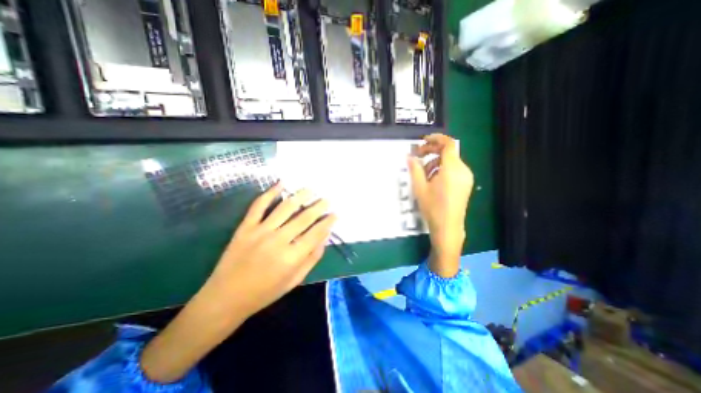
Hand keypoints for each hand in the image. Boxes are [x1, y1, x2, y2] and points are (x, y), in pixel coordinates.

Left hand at [204, 185, 334, 315]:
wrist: (226, 297)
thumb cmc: (265, 292)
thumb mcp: (294, 280)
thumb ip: (312, 258)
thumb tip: (325, 237)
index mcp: (291, 258)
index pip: (316, 233)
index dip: (328, 222)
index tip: (335, 214)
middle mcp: (278, 241)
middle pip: (304, 218)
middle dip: (318, 207)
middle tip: (327, 199)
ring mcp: (260, 231)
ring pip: (285, 208)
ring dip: (300, 196)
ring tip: (311, 189)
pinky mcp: (245, 227)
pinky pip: (259, 205)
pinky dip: (270, 193)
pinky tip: (281, 183)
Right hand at [409, 134, 472, 276]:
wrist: (448, 227)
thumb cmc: (432, 207)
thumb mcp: (420, 188)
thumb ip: (415, 169)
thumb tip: (409, 156)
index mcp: (452, 169)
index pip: (448, 144)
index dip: (436, 138)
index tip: (423, 140)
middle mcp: (463, 170)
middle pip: (448, 152)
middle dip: (431, 152)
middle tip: (417, 157)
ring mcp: (466, 177)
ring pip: (449, 161)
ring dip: (435, 162)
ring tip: (423, 174)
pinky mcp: (466, 183)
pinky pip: (453, 169)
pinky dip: (442, 169)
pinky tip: (432, 180)